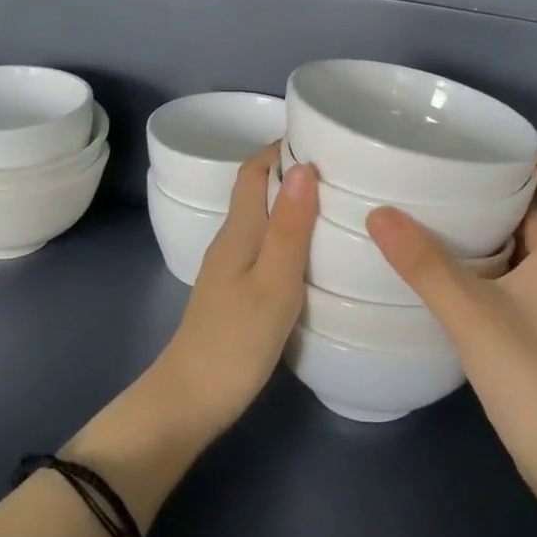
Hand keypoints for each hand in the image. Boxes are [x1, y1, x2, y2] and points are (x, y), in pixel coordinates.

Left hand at [153, 145, 318, 436]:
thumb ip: (289, 227)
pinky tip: (318, 252)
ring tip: (341, 204)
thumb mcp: (274, 283)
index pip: (253, 171)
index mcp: (238, 231)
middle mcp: (231, 240)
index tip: (323, 136)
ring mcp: (231, 268)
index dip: (281, 147)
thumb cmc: (236, 340)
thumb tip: (303, 165)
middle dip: (295, 172)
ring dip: (295, 205)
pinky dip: (292, 236)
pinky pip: (267, 246)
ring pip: (264, 220)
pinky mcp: (237, 292)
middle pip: (259, 191)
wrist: (192, 400)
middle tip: (344, 169)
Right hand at [367, 155, 536, 499]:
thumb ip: (425, 266)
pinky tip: (461, 279)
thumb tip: (380, 214)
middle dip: (512, 197)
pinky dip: (499, 269)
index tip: (512, 149)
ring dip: (502, 234)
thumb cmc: (531, 377)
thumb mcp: (472, 315)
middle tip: (462, 178)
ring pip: (535, 256)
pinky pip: (526, 284)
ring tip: (452, 219)